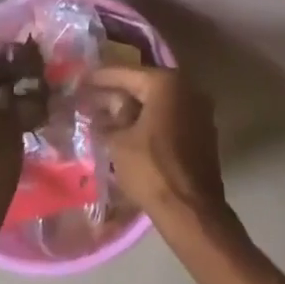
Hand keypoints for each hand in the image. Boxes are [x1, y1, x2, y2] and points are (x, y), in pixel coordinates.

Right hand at [84, 65, 226, 229]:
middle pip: (144, 85)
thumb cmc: (152, 169)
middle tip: (91, 96)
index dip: (101, 76)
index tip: (81, 77)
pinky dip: (150, 120)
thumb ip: (109, 120)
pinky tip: (129, 131)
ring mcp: (199, 110)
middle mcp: (187, 88)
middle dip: (117, 92)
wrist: (191, 210)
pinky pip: (170, 116)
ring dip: (134, 108)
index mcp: (167, 83)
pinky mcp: (202, 131)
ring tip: (106, 114)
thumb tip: (103, 111)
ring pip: (158, 102)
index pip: (127, 73)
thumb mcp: (119, 143)